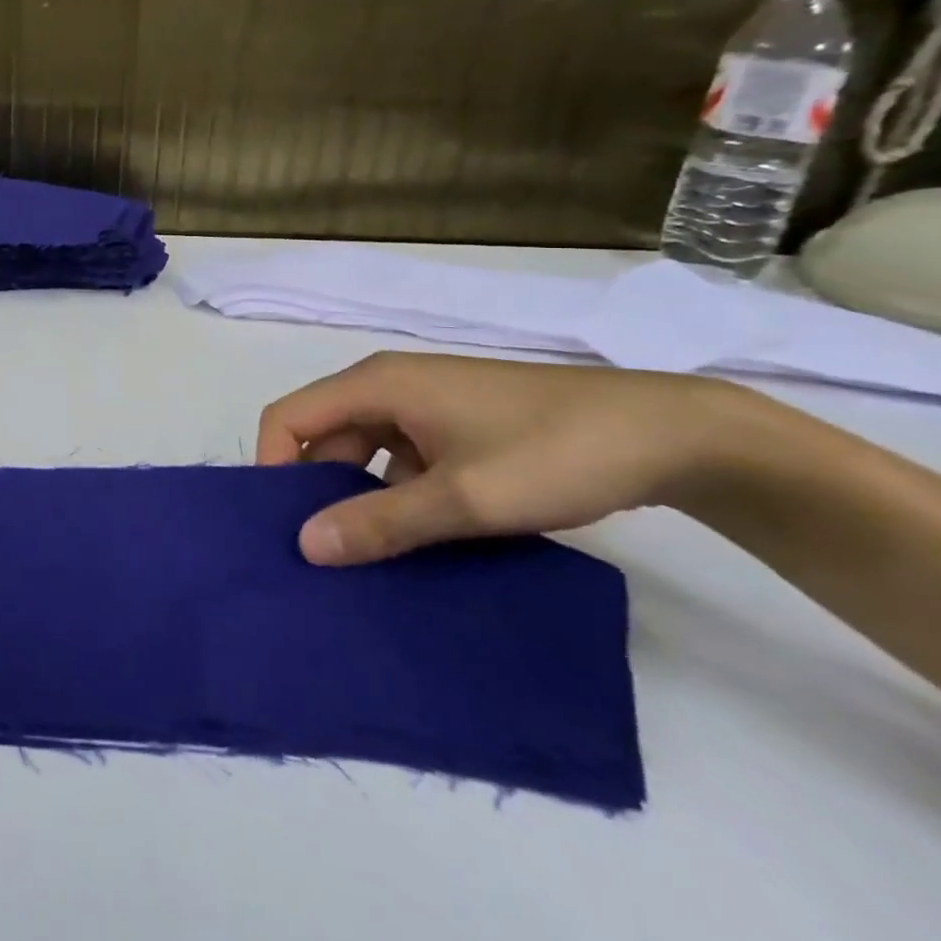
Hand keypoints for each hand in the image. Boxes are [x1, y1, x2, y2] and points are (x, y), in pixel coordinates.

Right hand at [257, 352, 762, 565]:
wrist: (666, 434)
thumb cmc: (551, 452)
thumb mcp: (462, 498)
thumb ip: (380, 522)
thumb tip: (305, 546)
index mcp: (377, 384)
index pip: (289, 416)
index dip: (273, 465)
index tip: (286, 525)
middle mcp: (391, 385)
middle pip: (323, 433)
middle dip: (317, 490)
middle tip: (328, 553)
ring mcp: (426, 404)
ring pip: (365, 450)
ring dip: (361, 497)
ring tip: (372, 555)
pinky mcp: (457, 424)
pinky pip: (403, 458)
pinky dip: (400, 495)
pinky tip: (422, 539)